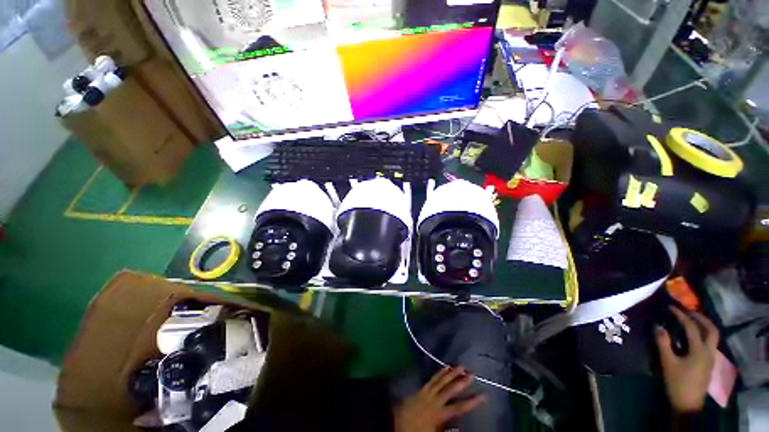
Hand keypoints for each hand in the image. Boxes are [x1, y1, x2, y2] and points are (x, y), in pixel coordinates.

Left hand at [394, 367, 486, 431]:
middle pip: (451, 389)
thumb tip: (460, 428)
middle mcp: (435, 400)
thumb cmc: (415, 430)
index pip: (460, 407)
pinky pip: (432, 378)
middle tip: (472, 373)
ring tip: (460, 366)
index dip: (472, 401)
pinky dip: (440, 372)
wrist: (395, 421)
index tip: (484, 394)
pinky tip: (445, 367)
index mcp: (440, 414)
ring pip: (442, 380)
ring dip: (452, 373)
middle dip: (462, 381)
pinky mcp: (422, 388)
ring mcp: (428, 392)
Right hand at [655, 306, 719, 413]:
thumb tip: (658, 326)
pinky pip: (709, 343)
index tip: (671, 307)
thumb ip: (663, 343)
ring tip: (691, 320)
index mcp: (699, 350)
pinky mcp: (709, 362)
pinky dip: (703, 334)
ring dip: (703, 325)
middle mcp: (709, 351)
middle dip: (700, 318)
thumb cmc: (678, 382)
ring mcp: (711, 357)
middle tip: (687, 311)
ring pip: (713, 336)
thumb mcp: (668, 363)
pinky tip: (693, 336)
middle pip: (711, 329)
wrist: (688, 404)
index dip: (681, 315)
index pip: (692, 327)